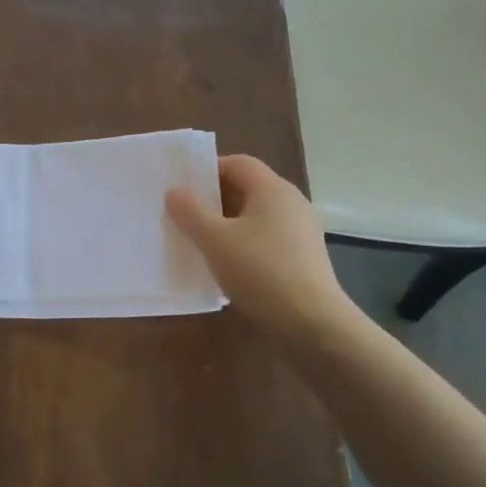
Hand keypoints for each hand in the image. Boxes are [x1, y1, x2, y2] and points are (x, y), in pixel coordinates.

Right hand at [166, 154, 354, 339]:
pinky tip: (225, 265)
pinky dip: (243, 243)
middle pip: (247, 189)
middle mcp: (291, 203)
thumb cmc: (260, 271)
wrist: (310, 323)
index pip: (237, 163)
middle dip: (213, 199)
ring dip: (226, 224)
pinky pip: (265, 239)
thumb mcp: (215, 240)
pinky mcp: (302, 257)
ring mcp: (300, 231)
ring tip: (198, 241)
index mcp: (273, 189)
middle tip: (182, 214)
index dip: (208, 170)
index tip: (182, 188)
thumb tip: (175, 192)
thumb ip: (191, 212)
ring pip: (255, 216)